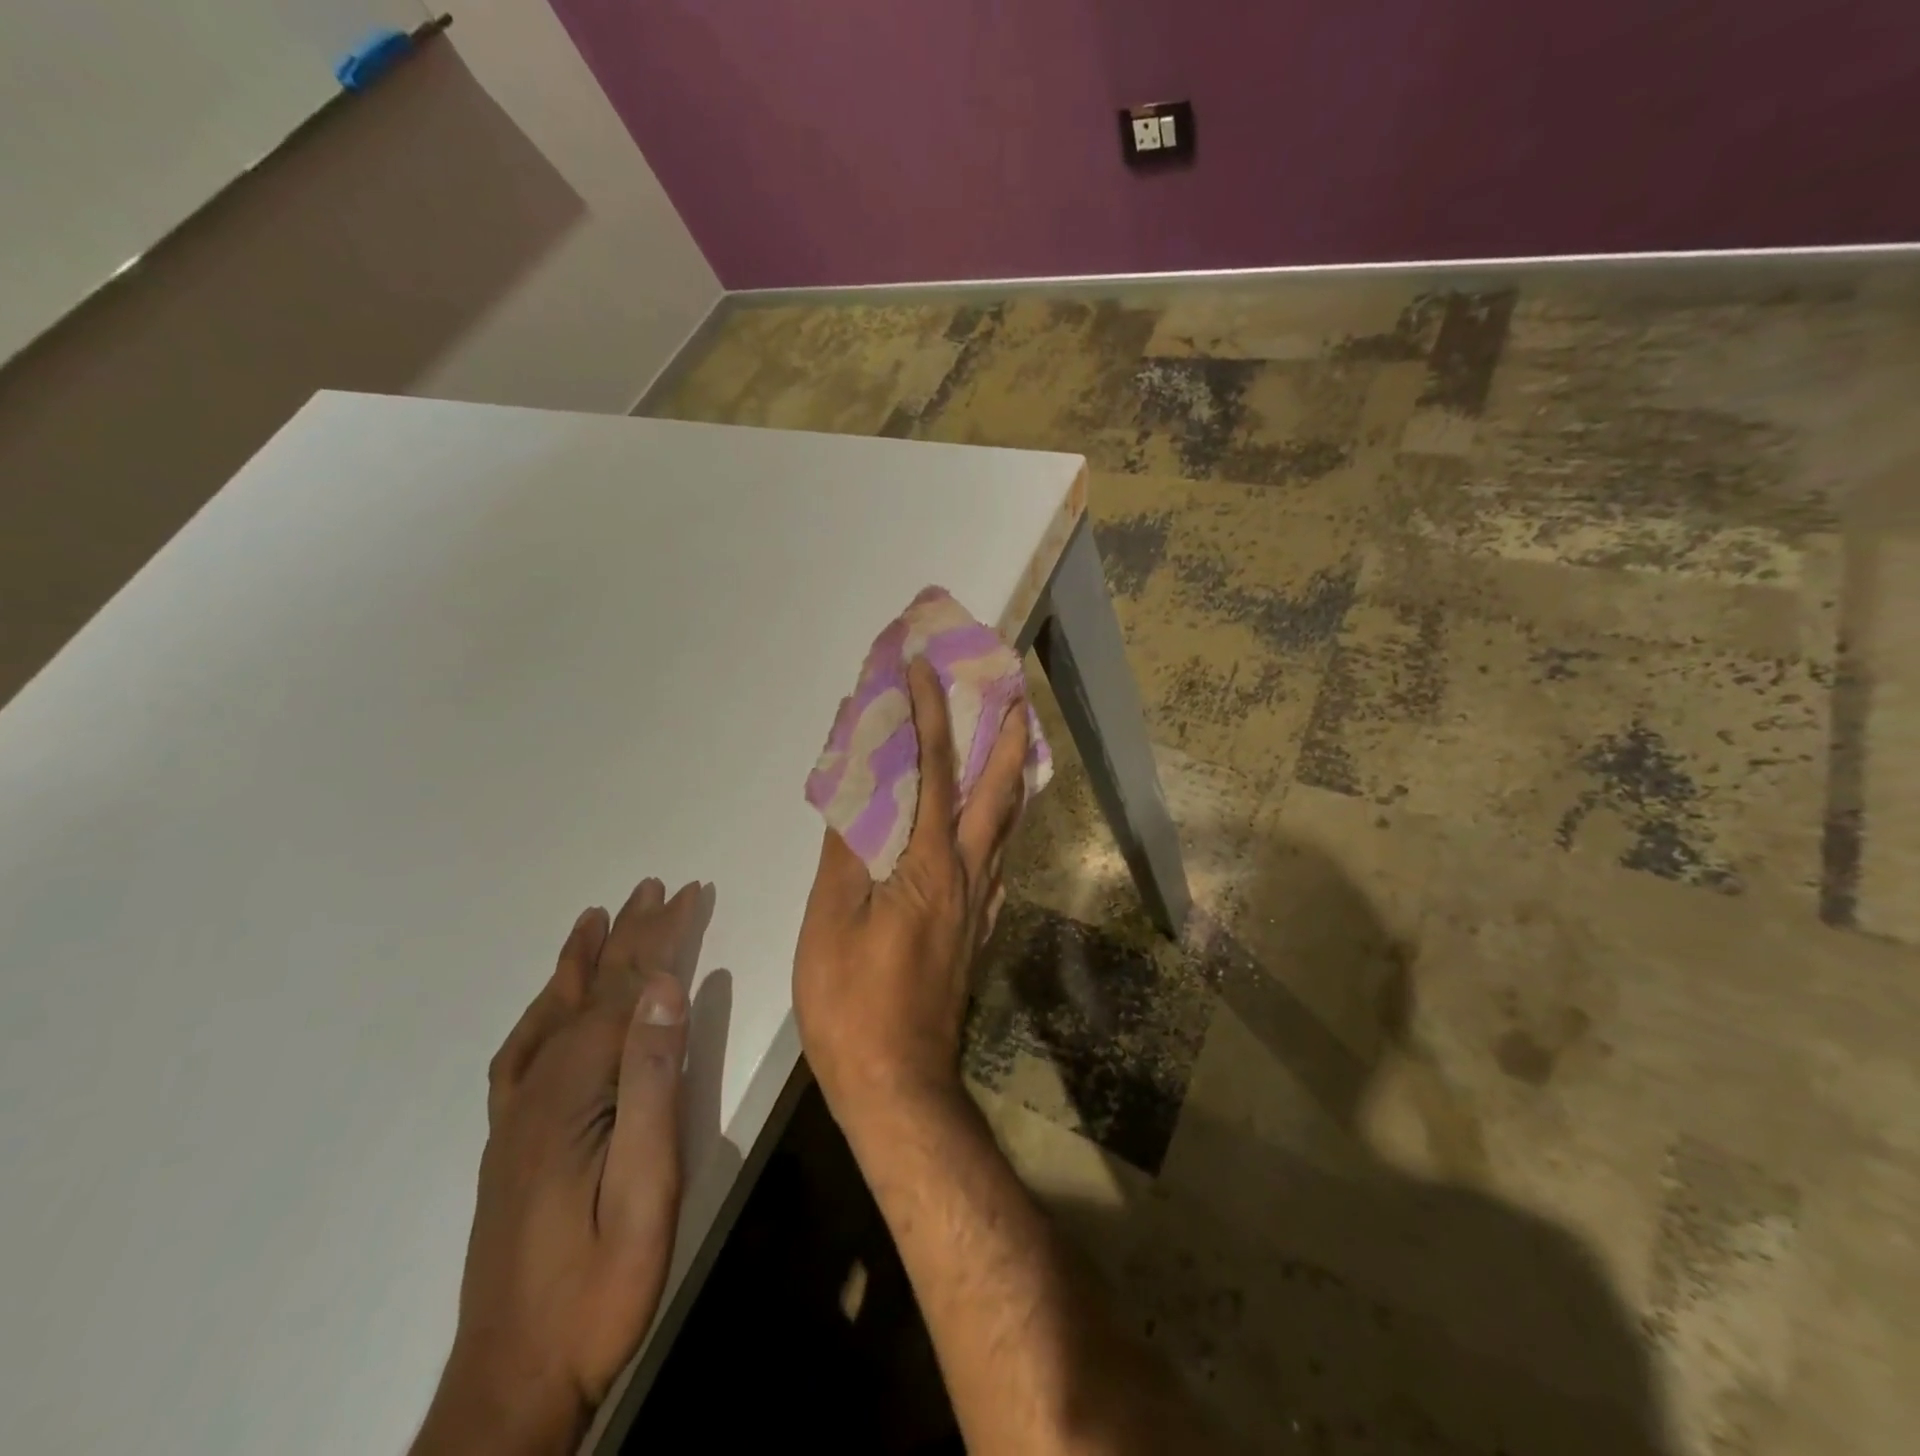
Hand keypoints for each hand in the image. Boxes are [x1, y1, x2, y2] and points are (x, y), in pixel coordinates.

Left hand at [414, 879, 701, 1455]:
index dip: (660, 936)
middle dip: (631, 934)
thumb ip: (654, 1080)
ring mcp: (518, 1114)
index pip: (626, 990)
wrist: (514, 1380)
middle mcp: (538, 1087)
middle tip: (657, 887)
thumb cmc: (601, 1282)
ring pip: (555, 1013)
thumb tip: (667, 988)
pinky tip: (553, 1003)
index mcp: (574, 1091)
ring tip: (598, 917)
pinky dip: (544, 1010)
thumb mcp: (648, 1185)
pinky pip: (524, 1052)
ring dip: (584, 960)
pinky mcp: (512, 1139)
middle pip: (592, 991)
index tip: (690, 892)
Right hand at [794, 658, 1028, 1131]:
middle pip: (998, 791)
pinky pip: (996, 860)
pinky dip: (999, 826)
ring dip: (1010, 778)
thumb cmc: (852, 1003)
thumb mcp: (830, 921)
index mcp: (930, 863)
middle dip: (1007, 736)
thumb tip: (853, 789)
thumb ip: (845, 850)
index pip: (934, 768)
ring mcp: (980, 904)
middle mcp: (969, 874)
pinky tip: (989, 828)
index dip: (929, 712)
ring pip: (1006, 826)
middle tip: (1014, 693)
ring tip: (1011, 745)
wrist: (899, 1085)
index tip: (925, 666)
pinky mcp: (977, 930)